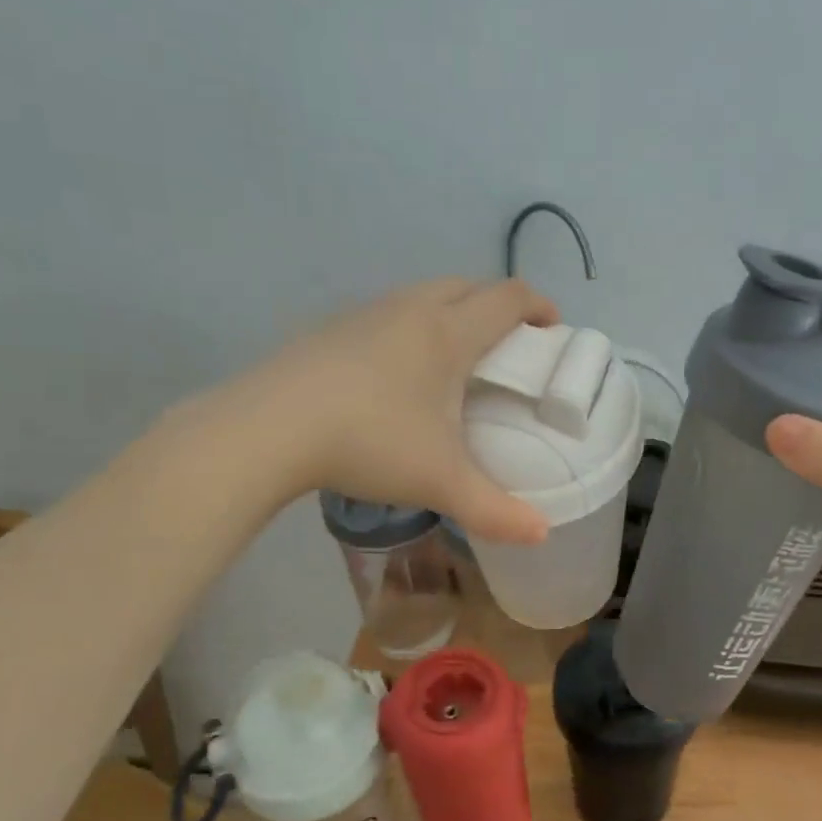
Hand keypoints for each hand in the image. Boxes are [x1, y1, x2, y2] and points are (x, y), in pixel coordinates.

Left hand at [225, 277, 559, 542]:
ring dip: (449, 313)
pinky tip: (396, 374)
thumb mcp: (440, 482)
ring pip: (422, 296)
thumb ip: (495, 511)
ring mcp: (364, 314)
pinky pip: (386, 314)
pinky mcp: (330, 330)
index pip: (506, 298)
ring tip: (453, 359)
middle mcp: (410, 310)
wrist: (268, 428)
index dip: (538, 305)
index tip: (553, 328)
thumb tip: (541, 534)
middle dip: (495, 306)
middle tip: (507, 346)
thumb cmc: (370, 442)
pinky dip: (409, 328)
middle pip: (466, 286)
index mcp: (448, 333)